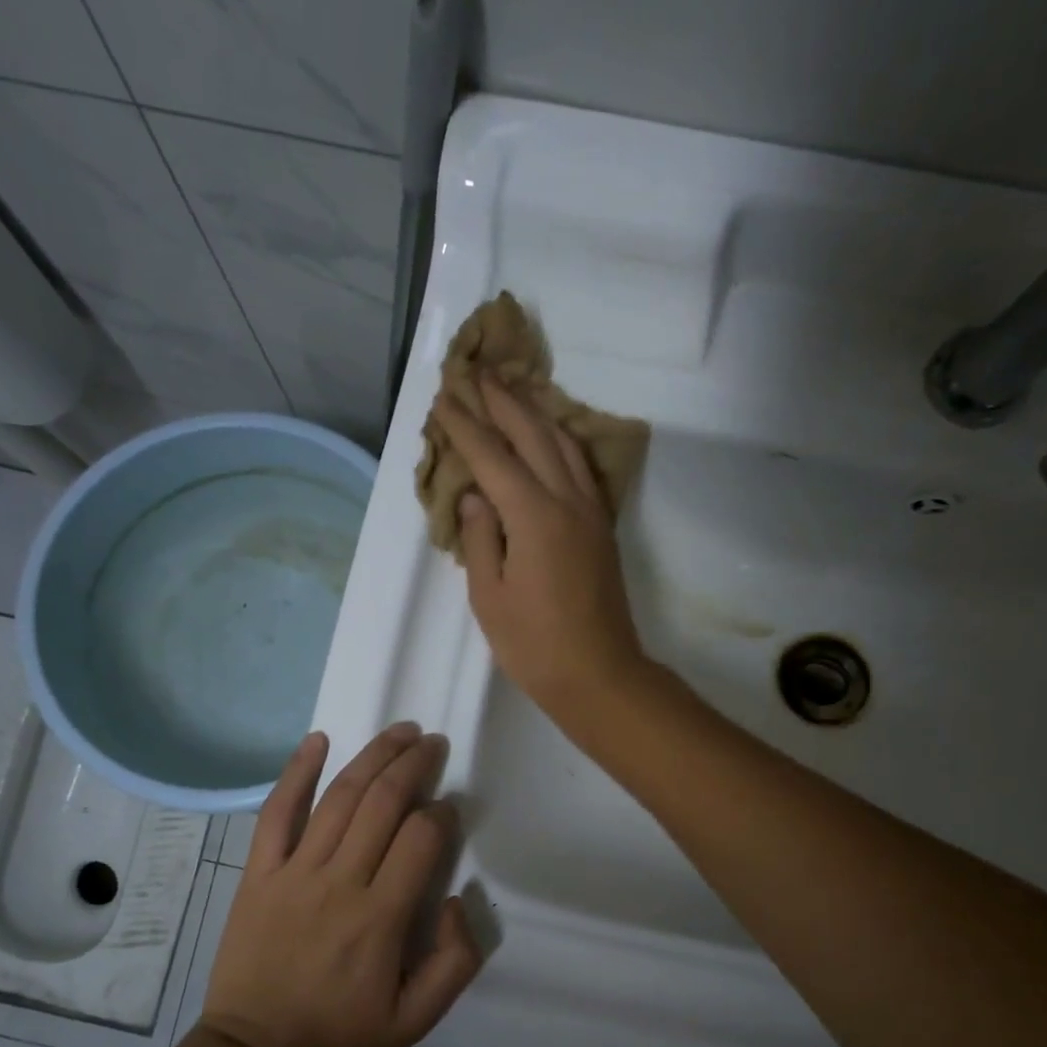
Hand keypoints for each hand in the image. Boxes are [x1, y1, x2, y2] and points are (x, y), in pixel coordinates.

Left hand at [199, 724, 481, 1046]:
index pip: (420, 839)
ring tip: (400, 731)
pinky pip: (277, 812)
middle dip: (414, 765)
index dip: (441, 813)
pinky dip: (297, 772)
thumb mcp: (417, 1018)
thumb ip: (456, 961)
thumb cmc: (341, 1032)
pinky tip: (318, 739)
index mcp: (381, 917)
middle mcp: (339, 882)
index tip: (448, 807)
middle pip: (383, 803)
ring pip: (340, 797)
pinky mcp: (259, 871)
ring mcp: (294, 871)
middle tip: (433, 743)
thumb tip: (459, 898)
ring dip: (373, 756)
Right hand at [434, 374, 648, 726]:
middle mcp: (567, 501)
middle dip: (503, 401)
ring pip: (564, 444)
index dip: (465, 426)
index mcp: (533, 517)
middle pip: (533, 435)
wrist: (599, 675)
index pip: (492, 457)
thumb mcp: (490, 598)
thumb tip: (476, 497)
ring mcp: (591, 512)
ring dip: (536, 412)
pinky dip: (562, 440)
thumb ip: (481, 539)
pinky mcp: (602, 527)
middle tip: (477, 371)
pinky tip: (552, 436)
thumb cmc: (535, 646)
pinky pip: (581, 467)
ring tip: (513, 390)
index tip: (444, 398)